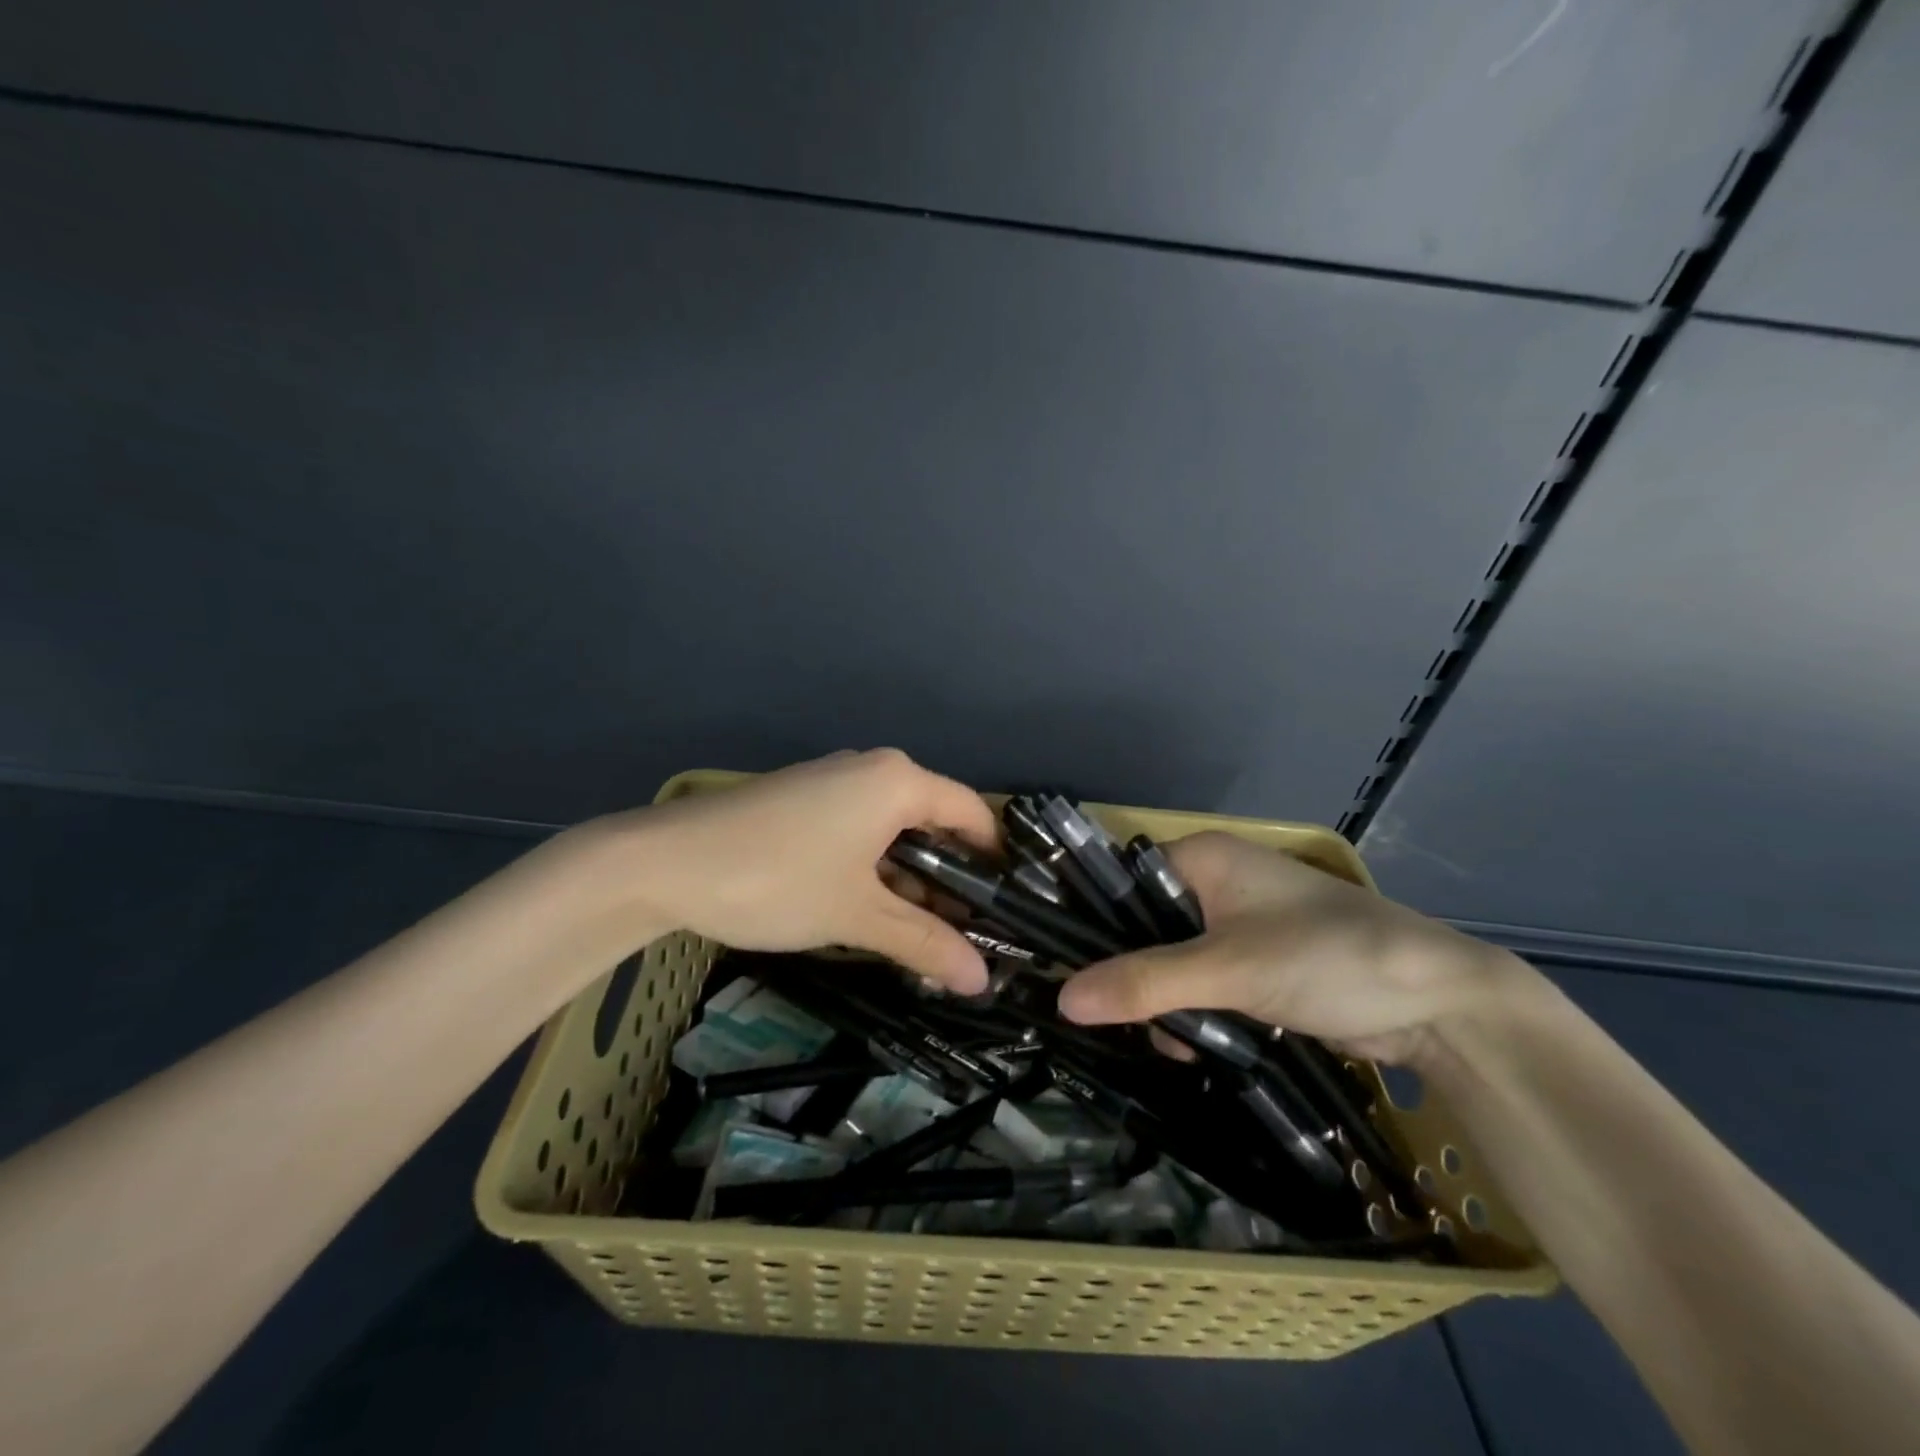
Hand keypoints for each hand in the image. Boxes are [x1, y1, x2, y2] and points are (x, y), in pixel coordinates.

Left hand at [578, 749, 998, 991]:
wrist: (663, 863)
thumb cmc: (776, 880)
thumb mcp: (857, 916)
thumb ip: (924, 942)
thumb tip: (982, 980)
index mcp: (898, 781)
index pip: (972, 813)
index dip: (994, 861)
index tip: (1006, 912)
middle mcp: (873, 769)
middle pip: (934, 821)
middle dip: (950, 879)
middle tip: (965, 937)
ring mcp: (835, 782)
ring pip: (895, 829)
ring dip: (910, 879)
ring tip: (921, 936)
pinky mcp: (805, 799)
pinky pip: (861, 829)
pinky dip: (875, 867)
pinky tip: (870, 911)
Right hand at [1054, 830, 1533, 1065]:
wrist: (1440, 1005)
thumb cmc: (1327, 958)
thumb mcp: (1228, 971)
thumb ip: (1144, 984)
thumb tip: (1062, 999)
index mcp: (1203, 857)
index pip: (1122, 879)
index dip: (1095, 922)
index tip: (1069, 971)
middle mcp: (1216, 881)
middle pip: (1144, 925)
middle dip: (1135, 976)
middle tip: (1132, 1022)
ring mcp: (1239, 923)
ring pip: (1171, 959)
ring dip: (1167, 1002)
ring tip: (1180, 1043)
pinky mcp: (1258, 962)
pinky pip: (1203, 981)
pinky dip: (1196, 1011)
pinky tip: (1200, 1045)